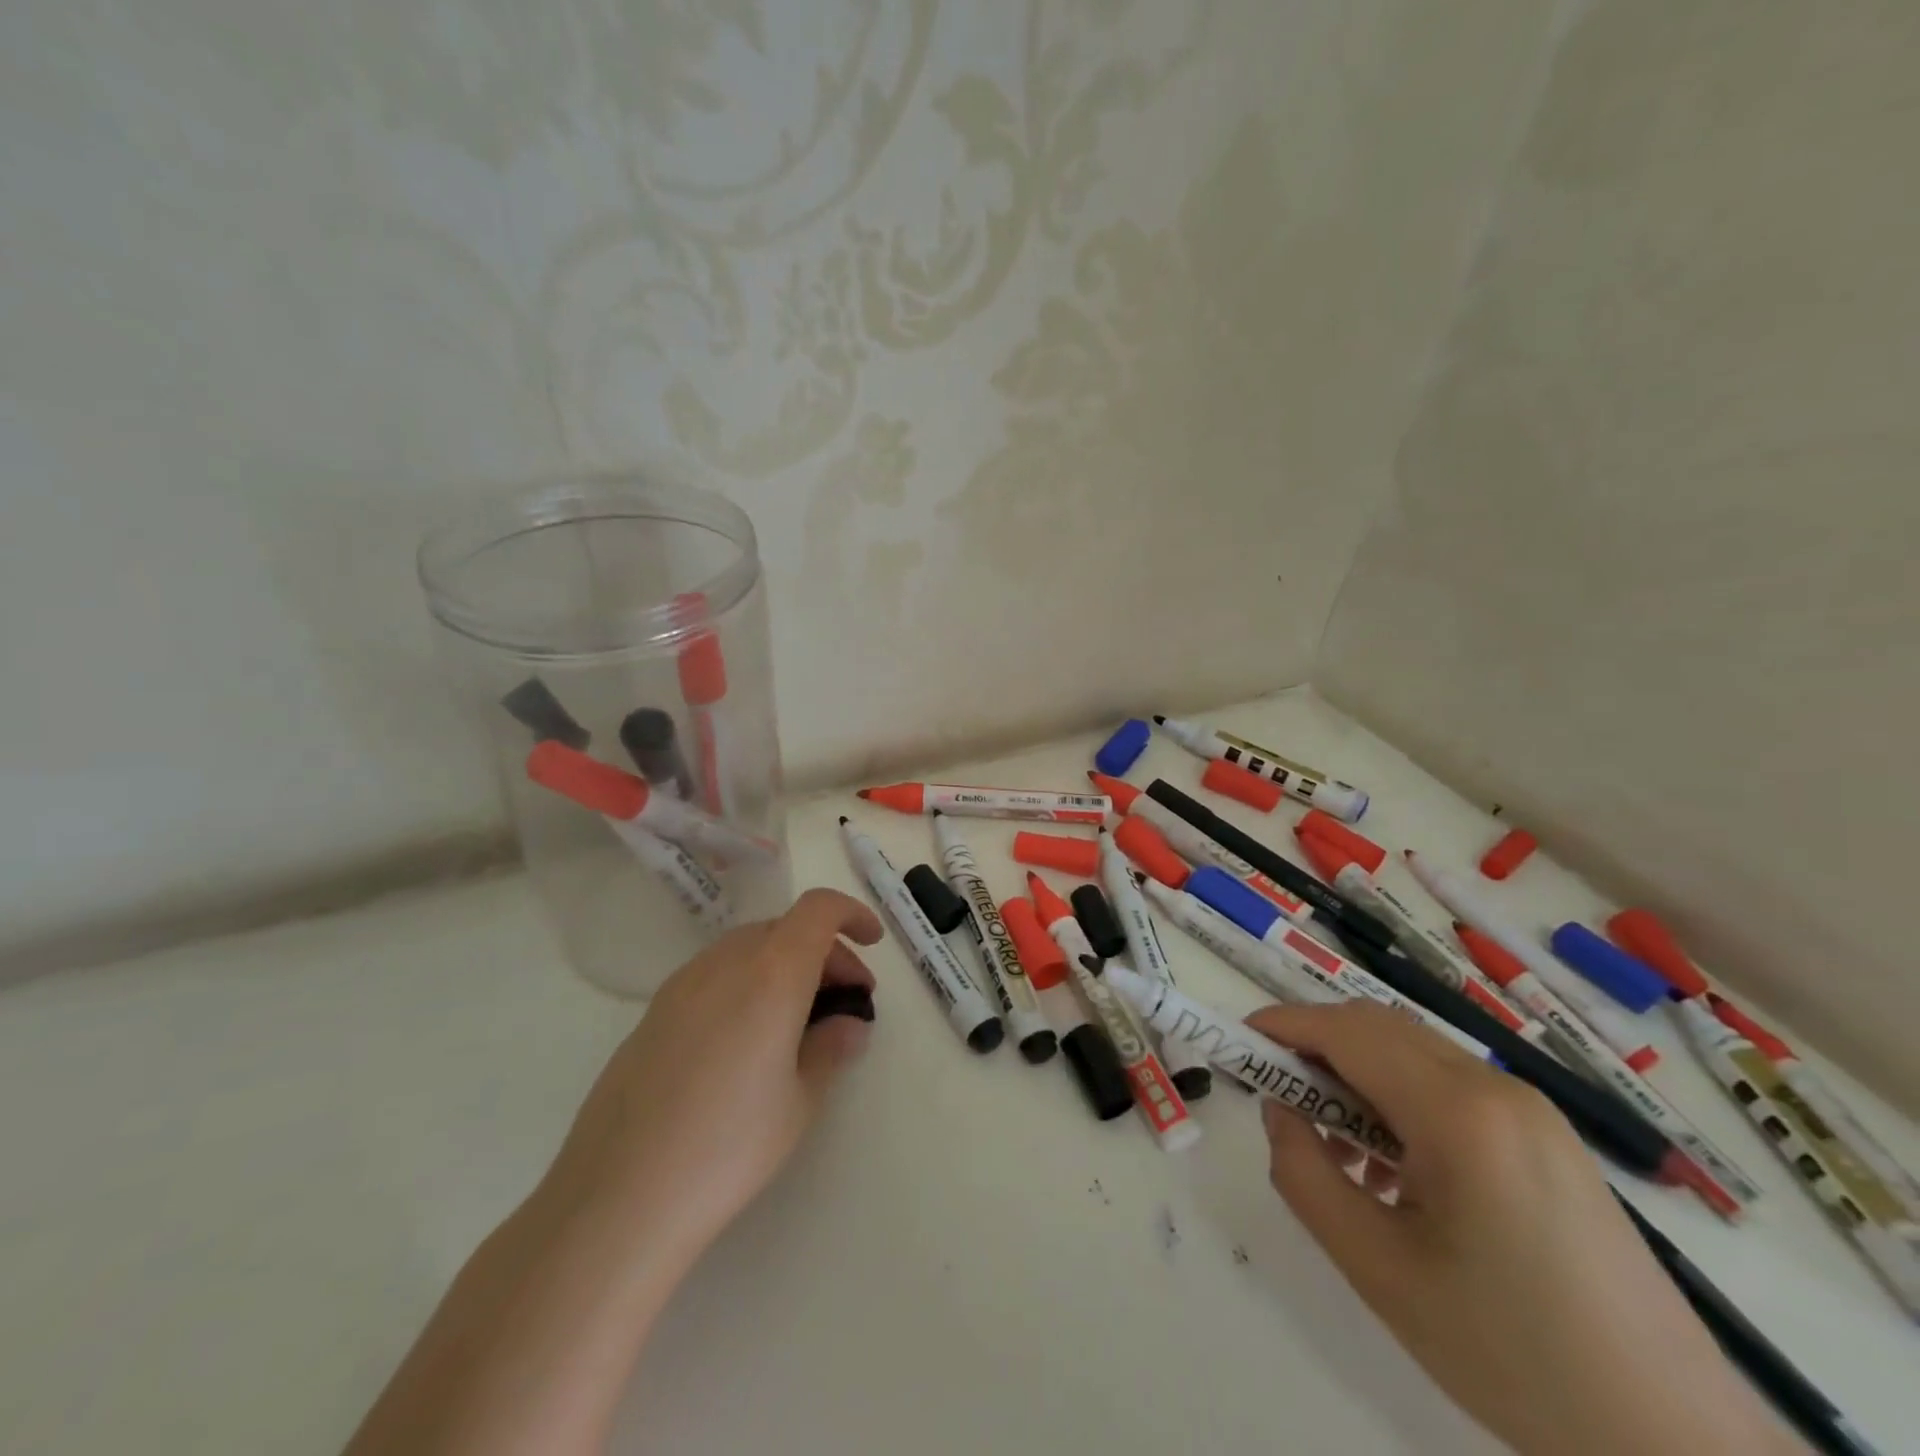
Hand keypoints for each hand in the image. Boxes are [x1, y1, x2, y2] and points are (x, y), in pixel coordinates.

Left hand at [541, 887, 882, 1258]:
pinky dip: (747, 983)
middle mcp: (725, 963)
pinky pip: (715, 974)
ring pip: (748, 948)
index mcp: (771, 974)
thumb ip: (831, 1047)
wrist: (617, 1197)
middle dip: (824, 951)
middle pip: (785, 928)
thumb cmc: (728, 1146)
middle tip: (844, 1002)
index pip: (818, 910)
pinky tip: (747, 1040)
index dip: (851, 913)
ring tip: (798, 1021)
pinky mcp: (653, 1013)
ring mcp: (682, 985)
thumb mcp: (800, 1100)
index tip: (872, 943)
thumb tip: (847, 1024)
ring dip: (784, 965)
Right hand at [1247, 1001, 1804, 1455]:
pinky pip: (1448, 1087)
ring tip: (1329, 1140)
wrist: (1676, 1443)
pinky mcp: (1547, 1138)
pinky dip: (1397, 1098)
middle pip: (1379, 1029)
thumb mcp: (1379, 1269)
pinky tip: (1389, 1165)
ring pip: (1412, 1053)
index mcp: (1459, 1113)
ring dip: (1355, 1072)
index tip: (1237, 1041)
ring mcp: (1530, 1110)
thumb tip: (1281, 1109)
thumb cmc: (1513, 1355)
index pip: (1347, 1031)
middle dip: (1314, 1044)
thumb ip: (1305, 1173)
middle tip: (1274, 1091)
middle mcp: (1497, 1088)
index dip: (1283, 1025)